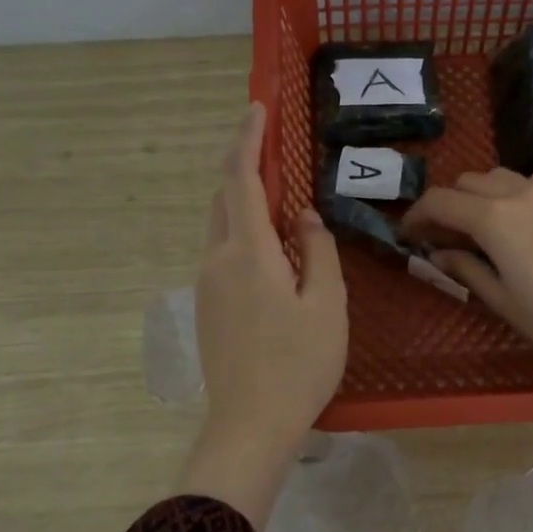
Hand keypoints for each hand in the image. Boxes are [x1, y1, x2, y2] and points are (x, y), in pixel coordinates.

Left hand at [179, 104, 347, 523]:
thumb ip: (317, 251)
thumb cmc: (299, 363)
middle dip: (245, 170)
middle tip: (275, 159)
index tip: (257, 108)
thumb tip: (304, 219)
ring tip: (285, 217)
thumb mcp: (326, 304)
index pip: (241, 179)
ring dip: (247, 209)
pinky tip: (275, 263)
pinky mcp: (207, 309)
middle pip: (224, 200)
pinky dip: (245, 240)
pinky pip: (223, 257)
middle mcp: (217, 260)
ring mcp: (206, 286)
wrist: (250, 424)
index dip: (247, 139)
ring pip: (222, 230)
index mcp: (247, 252)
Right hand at [399, 169, 532, 370]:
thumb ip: (464, 268)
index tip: (407, 235)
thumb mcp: (500, 300)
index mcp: (493, 219)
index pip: (438, 202)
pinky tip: (512, 221)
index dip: (415, 216)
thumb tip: (437, 254)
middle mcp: (515, 193)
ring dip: (474, 196)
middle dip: (444, 206)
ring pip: (493, 176)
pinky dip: (505, 192)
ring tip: (474, 229)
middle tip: (440, 239)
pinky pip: (524, 181)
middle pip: (463, 183)